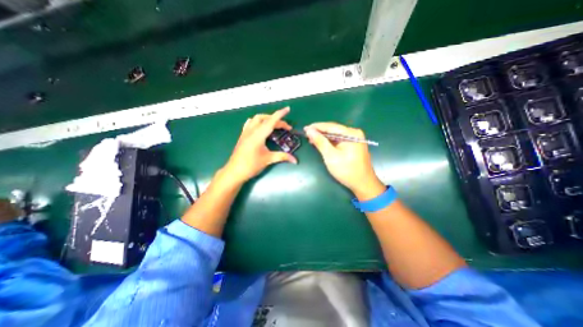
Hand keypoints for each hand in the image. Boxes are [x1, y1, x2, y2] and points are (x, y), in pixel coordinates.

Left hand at [222, 106, 297, 183]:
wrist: (234, 171)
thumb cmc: (251, 165)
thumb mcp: (268, 160)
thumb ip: (282, 157)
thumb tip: (295, 160)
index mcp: (258, 135)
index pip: (271, 121)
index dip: (280, 114)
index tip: (287, 109)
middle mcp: (251, 130)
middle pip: (265, 119)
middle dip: (277, 120)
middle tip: (286, 127)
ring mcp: (245, 132)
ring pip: (256, 119)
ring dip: (267, 118)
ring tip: (274, 125)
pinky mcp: (242, 135)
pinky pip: (250, 123)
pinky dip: (257, 121)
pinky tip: (260, 126)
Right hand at [303, 121, 385, 198]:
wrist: (363, 184)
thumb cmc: (346, 170)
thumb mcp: (331, 156)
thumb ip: (320, 142)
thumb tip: (309, 130)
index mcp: (351, 134)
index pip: (331, 126)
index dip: (316, 127)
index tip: (305, 128)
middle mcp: (354, 133)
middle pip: (333, 129)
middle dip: (320, 132)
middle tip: (307, 134)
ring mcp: (355, 139)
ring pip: (335, 135)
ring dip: (324, 137)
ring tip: (311, 139)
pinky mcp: (353, 144)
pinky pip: (339, 140)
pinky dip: (329, 142)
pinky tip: (322, 143)